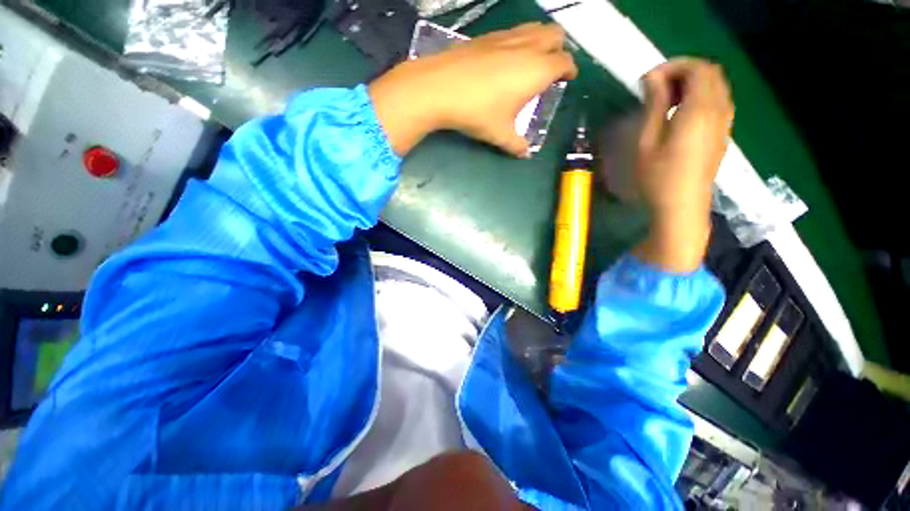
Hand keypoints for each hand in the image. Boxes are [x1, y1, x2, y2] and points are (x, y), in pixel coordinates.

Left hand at [369, 23, 576, 155]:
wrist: (440, 87)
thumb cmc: (477, 112)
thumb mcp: (500, 134)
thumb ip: (516, 145)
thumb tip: (525, 154)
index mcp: (536, 70)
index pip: (564, 62)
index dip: (569, 69)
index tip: (568, 78)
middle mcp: (526, 47)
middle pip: (554, 35)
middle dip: (559, 49)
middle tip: (551, 67)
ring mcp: (505, 37)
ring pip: (533, 28)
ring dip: (540, 40)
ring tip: (532, 60)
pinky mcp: (486, 36)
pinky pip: (512, 32)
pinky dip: (518, 41)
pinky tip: (506, 58)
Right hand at [632, 58, 733, 271]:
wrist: (682, 206)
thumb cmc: (658, 177)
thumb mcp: (647, 141)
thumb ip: (654, 106)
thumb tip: (653, 78)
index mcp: (700, 110)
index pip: (697, 69)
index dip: (673, 66)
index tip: (648, 80)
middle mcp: (719, 110)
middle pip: (710, 72)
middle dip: (684, 71)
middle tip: (657, 87)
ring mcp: (724, 122)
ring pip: (717, 85)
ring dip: (693, 83)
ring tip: (666, 99)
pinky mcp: (722, 133)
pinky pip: (718, 100)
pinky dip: (701, 96)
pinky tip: (681, 112)